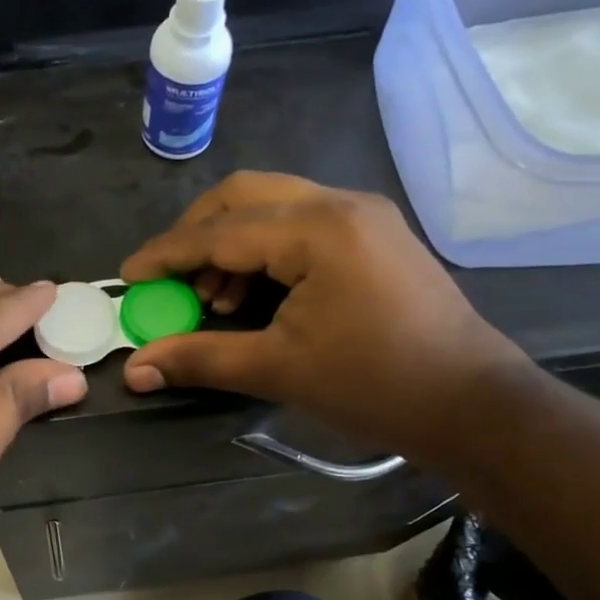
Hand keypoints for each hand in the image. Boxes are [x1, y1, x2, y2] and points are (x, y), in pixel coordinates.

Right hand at [120, 173, 528, 458]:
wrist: (471, 404)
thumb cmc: (374, 386)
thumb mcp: (277, 370)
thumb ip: (199, 359)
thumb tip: (135, 370)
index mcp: (317, 230)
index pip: (220, 231)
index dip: (166, 254)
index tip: (128, 277)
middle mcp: (340, 204)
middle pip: (243, 195)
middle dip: (195, 233)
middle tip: (169, 278)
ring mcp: (362, 216)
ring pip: (272, 206)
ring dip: (230, 242)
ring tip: (213, 298)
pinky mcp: (373, 235)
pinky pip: (300, 224)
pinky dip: (264, 250)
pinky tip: (253, 294)